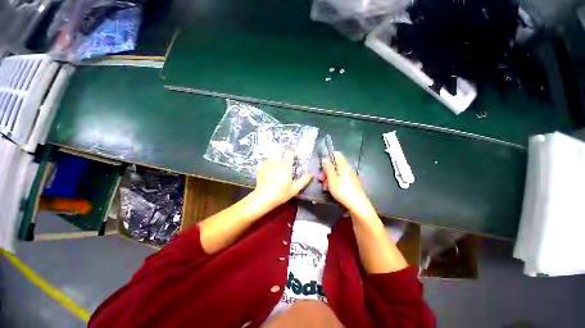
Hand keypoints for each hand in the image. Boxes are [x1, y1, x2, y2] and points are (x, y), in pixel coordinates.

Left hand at [253, 150, 312, 208]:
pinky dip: (270, 161)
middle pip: (280, 150)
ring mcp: (267, 164)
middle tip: (287, 158)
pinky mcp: (261, 167)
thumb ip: (304, 181)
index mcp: (285, 167)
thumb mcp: (294, 189)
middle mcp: (276, 163)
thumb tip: (311, 174)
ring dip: (277, 156)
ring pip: (273, 155)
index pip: (289, 153)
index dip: (293, 153)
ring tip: (279, 163)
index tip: (296, 158)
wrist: (263, 198)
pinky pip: (267, 160)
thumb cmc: (281, 194)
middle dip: (284, 152)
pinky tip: (271, 168)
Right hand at [322, 152, 375, 218]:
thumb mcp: (332, 179)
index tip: (322, 164)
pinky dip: (335, 182)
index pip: (337, 154)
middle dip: (327, 170)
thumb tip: (325, 159)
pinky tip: (331, 189)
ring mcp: (351, 176)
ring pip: (338, 173)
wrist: (358, 205)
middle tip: (321, 178)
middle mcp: (348, 169)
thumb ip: (328, 168)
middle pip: (336, 165)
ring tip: (325, 186)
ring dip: (330, 177)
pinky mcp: (352, 183)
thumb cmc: (343, 191)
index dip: (329, 157)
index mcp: (343, 166)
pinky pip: (341, 179)